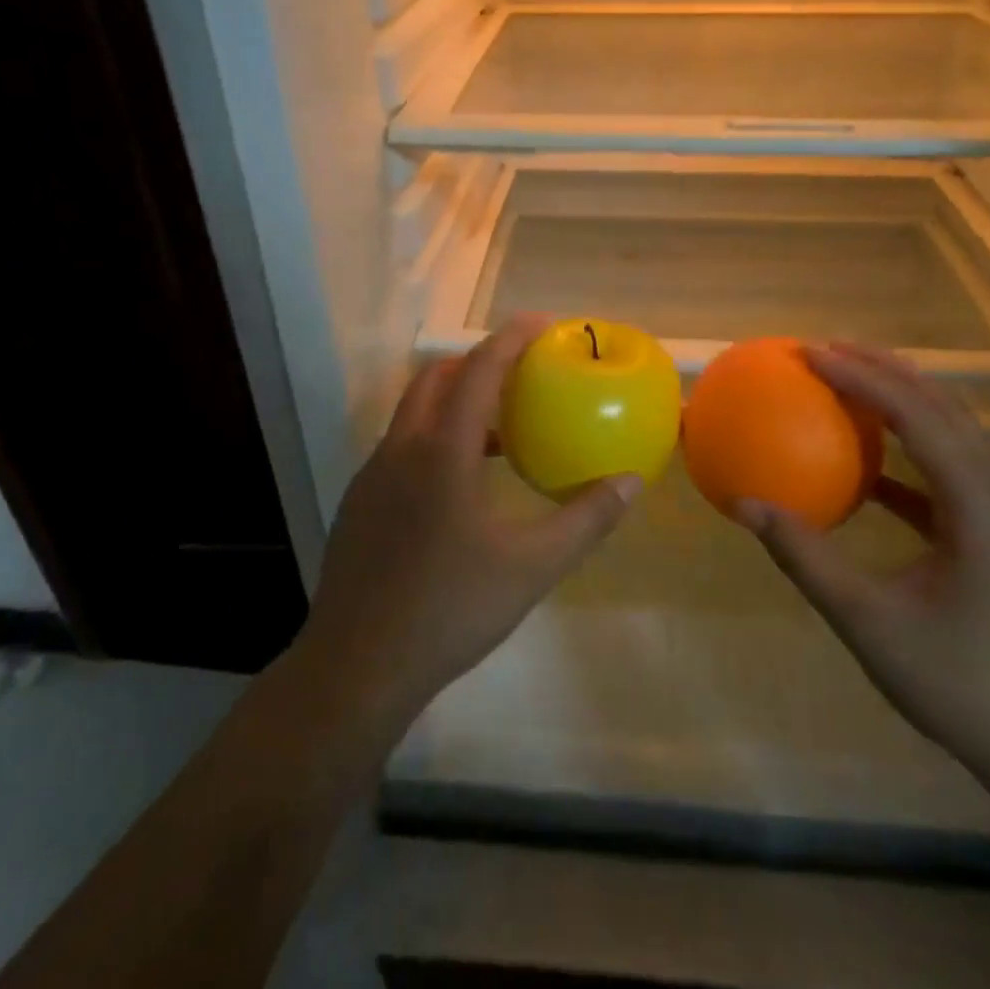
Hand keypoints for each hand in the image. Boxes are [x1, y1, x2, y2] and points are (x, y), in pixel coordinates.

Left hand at [296, 315, 638, 725]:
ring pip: (414, 412)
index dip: (510, 338)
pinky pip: (401, 445)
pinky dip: (435, 436)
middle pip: (437, 377)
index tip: (542, 324)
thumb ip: (586, 520)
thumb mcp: (532, 567)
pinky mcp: (359, 500)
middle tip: (521, 371)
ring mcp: (373, 474)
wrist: (357, 666)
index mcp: (442, 450)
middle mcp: (401, 448)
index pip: (478, 370)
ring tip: (500, 429)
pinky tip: (459, 483)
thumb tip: (631, 482)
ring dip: (455, 401)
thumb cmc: (450, 608)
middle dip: (478, 361)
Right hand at [732, 343, 989, 793]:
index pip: (918, 416)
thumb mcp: (868, 622)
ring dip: (900, 400)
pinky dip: (908, 450)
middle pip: (942, 407)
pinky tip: (870, 464)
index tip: (809, 353)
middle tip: (826, 348)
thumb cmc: (961, 684)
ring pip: (951, 432)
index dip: (861, 377)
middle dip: (884, 368)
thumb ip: (804, 557)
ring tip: (848, 380)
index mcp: (980, 505)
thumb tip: (743, 505)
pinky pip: (948, 471)